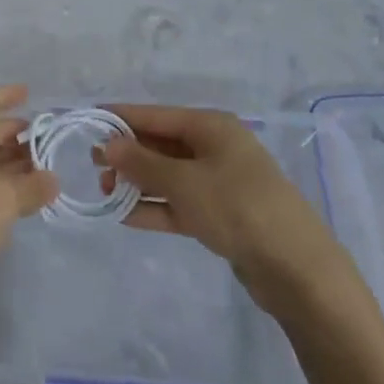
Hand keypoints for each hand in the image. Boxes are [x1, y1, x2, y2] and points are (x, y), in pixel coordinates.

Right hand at [98, 105, 342, 296]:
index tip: (87, 121)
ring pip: (168, 175)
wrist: (297, 269)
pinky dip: (155, 206)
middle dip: (127, 153)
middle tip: (92, 164)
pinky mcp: (222, 215)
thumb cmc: (237, 208)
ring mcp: (219, 182)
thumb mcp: (184, 182)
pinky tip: (125, 215)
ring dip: (137, 182)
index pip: (155, 114)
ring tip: (103, 191)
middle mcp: (215, 148)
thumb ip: (142, 163)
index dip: (120, 117)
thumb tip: (108, 145)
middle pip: (161, 144)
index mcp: (210, 127)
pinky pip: (179, 203)